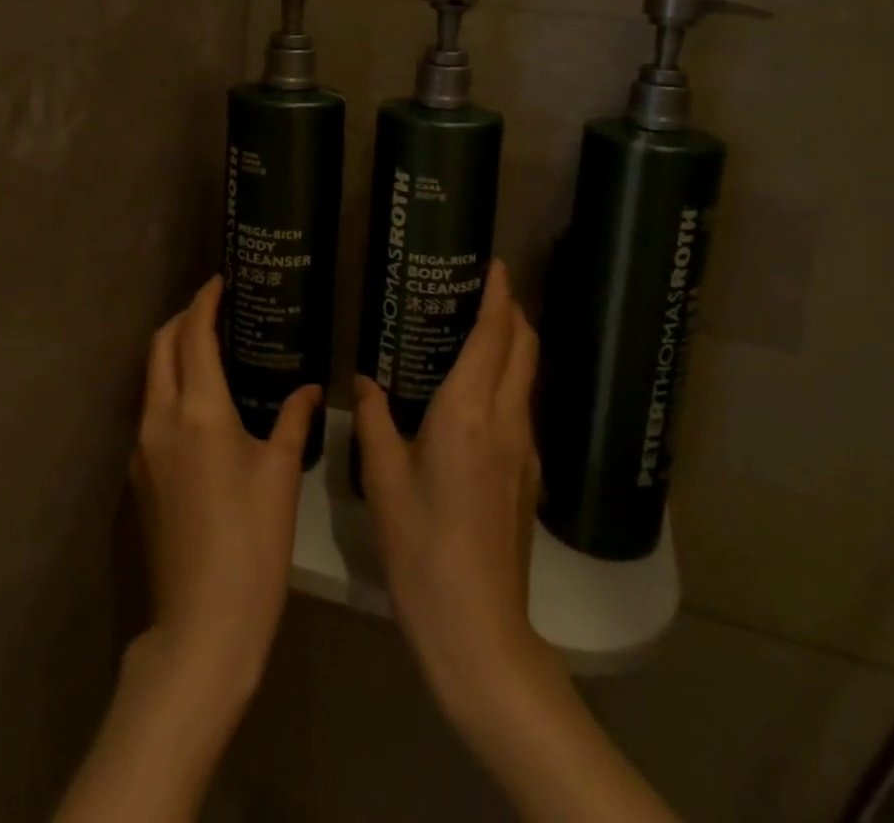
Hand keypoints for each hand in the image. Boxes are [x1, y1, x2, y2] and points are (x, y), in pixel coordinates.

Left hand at [131, 276, 319, 705]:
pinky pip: (150, 409)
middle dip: (182, 318)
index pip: (193, 335)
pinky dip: (169, 386)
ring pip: (150, 377)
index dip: (205, 301)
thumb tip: (310, 388)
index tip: (221, 280)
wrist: (202, 622)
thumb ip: (294, 419)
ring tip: (210, 348)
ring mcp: (142, 447)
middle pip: (160, 346)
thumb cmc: (252, 542)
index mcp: (199, 411)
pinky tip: (199, 403)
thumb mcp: (280, 474)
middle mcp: (160, 418)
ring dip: (172, 351)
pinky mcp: (137, 474)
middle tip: (216, 308)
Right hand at [354, 259, 549, 721]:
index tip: (496, 265)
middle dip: (514, 312)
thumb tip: (363, 380)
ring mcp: (526, 451)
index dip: (500, 295)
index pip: (495, 336)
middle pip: (525, 348)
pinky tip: (478, 398)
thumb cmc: (421, 546)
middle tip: (485, 290)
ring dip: (513, 346)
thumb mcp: (383, 479)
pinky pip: (523, 409)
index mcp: (468, 412)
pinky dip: (510, 382)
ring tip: (478, 333)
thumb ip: (374, 419)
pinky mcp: (529, 477)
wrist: (477, 628)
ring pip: (528, 378)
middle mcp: (507, 421)